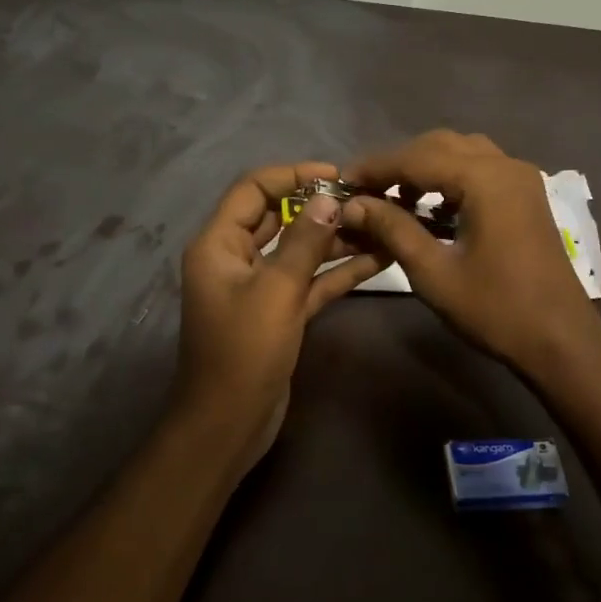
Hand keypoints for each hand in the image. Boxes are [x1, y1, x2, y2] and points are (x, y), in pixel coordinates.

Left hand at [176, 162, 387, 468]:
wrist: (228, 425)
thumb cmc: (244, 352)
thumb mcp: (276, 291)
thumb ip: (304, 242)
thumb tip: (329, 199)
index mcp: (219, 244)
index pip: (253, 189)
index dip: (292, 175)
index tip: (337, 176)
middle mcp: (236, 258)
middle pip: (278, 216)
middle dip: (320, 206)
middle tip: (366, 198)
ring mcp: (260, 286)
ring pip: (300, 249)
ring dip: (336, 238)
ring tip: (380, 223)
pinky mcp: (281, 311)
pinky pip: (311, 280)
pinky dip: (339, 270)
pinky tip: (379, 258)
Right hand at [341, 131, 600, 382]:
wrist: (561, 340)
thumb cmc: (495, 309)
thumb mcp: (434, 273)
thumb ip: (393, 229)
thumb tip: (353, 204)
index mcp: (485, 179)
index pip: (417, 157)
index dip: (376, 168)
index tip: (342, 183)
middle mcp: (506, 165)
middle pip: (440, 145)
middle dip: (400, 164)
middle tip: (365, 191)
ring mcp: (521, 179)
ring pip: (462, 153)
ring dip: (426, 168)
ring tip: (394, 198)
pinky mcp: (527, 196)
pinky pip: (481, 170)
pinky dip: (452, 179)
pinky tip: (431, 208)